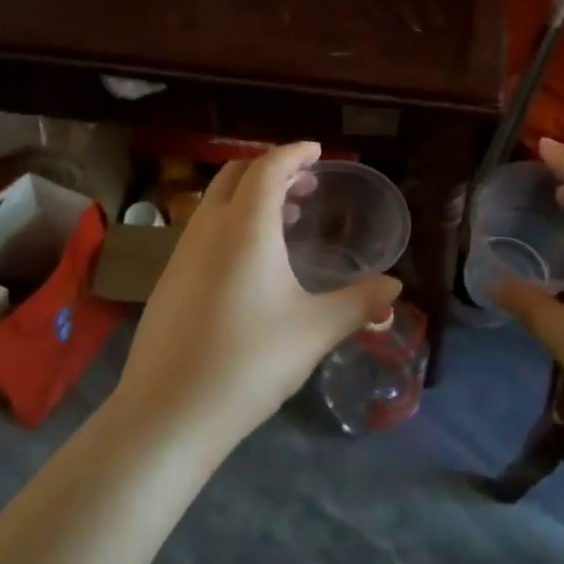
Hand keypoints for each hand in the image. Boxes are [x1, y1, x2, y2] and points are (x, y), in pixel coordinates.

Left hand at [114, 142, 400, 452]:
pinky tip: (251, 263)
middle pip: (236, 175)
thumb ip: (358, 302)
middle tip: (307, 185)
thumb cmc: (250, 361)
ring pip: (215, 203)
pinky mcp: (169, 281)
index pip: (268, 168)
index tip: (316, 152)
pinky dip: (231, 223)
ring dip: (249, 197)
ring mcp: (181, 254)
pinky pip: (203, 230)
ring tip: (286, 219)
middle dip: (272, 169)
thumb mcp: (315, 331)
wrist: (169, 411)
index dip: (294, 153)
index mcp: (245, 227)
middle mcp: (208, 228)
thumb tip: (394, 287)